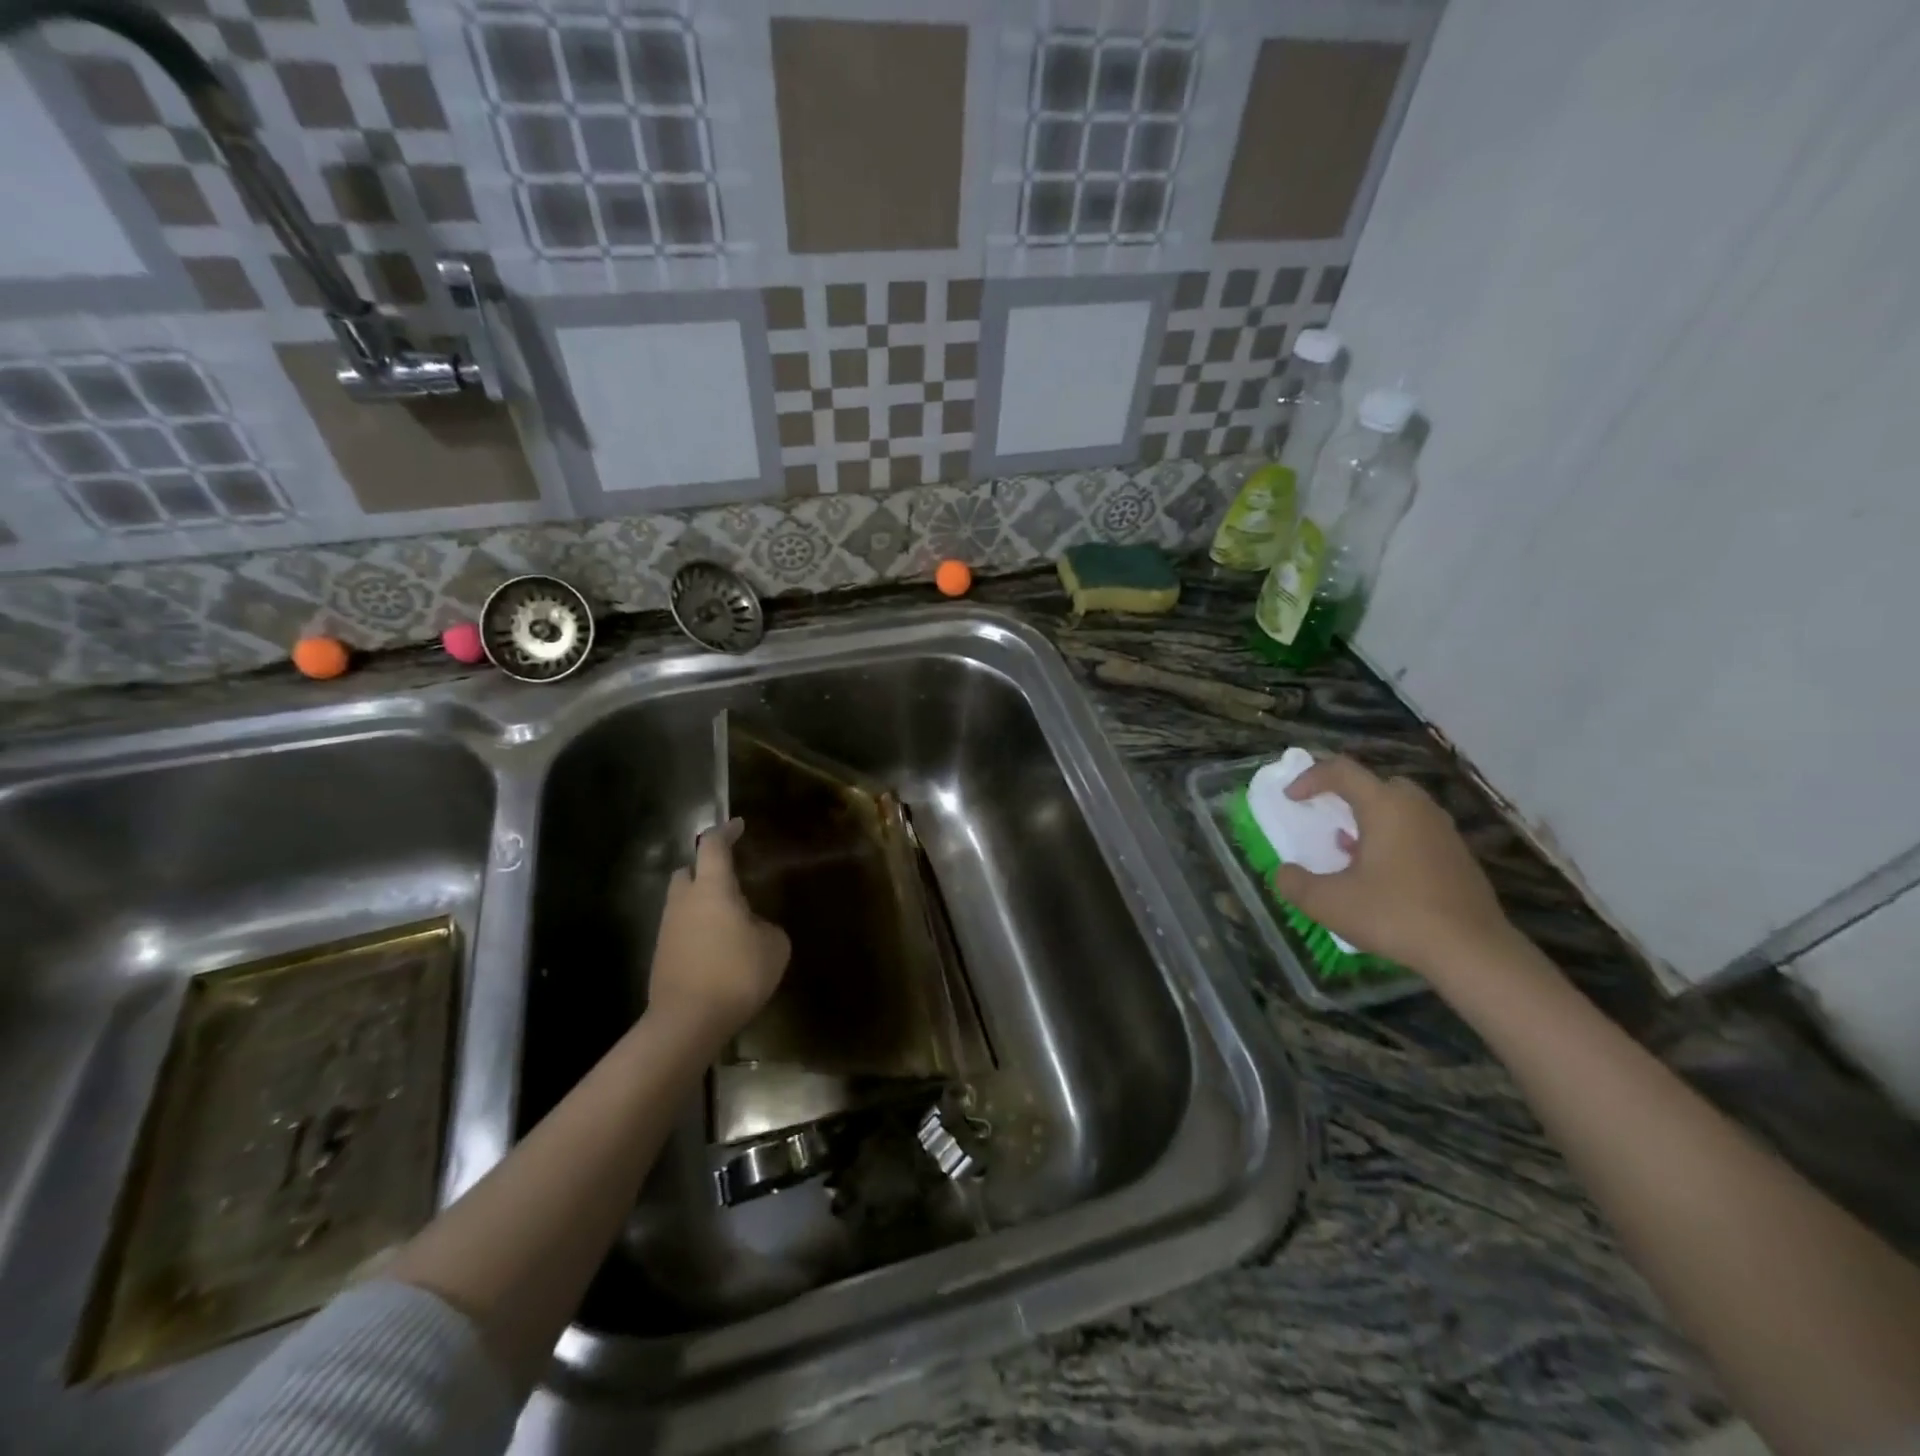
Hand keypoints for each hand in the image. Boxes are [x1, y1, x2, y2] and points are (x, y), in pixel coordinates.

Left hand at [645, 819, 789, 1047]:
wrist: (687, 1022)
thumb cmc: (736, 974)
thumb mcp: (774, 947)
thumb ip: (766, 927)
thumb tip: (754, 928)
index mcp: (712, 888)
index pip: (713, 846)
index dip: (726, 832)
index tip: (738, 825)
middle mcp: (684, 901)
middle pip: (686, 872)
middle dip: (704, 870)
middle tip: (729, 880)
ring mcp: (667, 929)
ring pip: (681, 903)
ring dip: (701, 904)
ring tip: (728, 921)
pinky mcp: (660, 957)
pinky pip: (680, 931)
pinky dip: (696, 931)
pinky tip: (717, 950)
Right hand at [1271, 756, 1514, 976]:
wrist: (1472, 951)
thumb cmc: (1395, 915)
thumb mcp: (1328, 903)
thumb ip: (1295, 883)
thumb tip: (1283, 873)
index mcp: (1385, 806)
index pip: (1342, 771)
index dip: (1310, 778)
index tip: (1291, 799)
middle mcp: (1417, 808)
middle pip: (1377, 783)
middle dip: (1346, 794)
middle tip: (1327, 817)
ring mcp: (1443, 831)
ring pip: (1400, 808)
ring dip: (1371, 819)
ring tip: (1350, 849)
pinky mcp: (1459, 856)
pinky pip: (1417, 831)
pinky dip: (1394, 839)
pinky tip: (1382, 874)